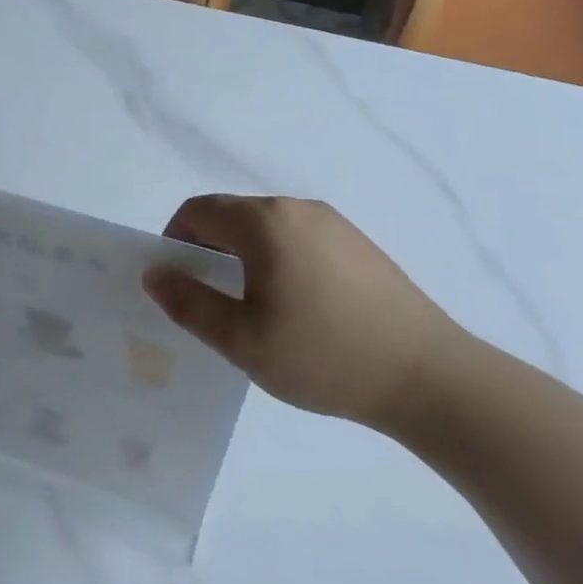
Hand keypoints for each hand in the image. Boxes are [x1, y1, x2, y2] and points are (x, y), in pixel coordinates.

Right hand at [143, 195, 473, 428]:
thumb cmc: (323, 355)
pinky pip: (299, 238)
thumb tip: (155, 273)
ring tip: (252, 308)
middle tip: (209, 301)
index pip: (198, 210)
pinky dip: (277, 259)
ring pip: (267, 227)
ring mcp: (334, 223)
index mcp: (265, 222)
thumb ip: (189, 303)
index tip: (176, 282)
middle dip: (208, 248)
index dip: (174, 239)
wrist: (427, 375)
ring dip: (243, 255)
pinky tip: (296, 307)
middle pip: (233, 215)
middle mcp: (298, 208)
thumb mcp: (242, 339)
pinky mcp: (358, 243)